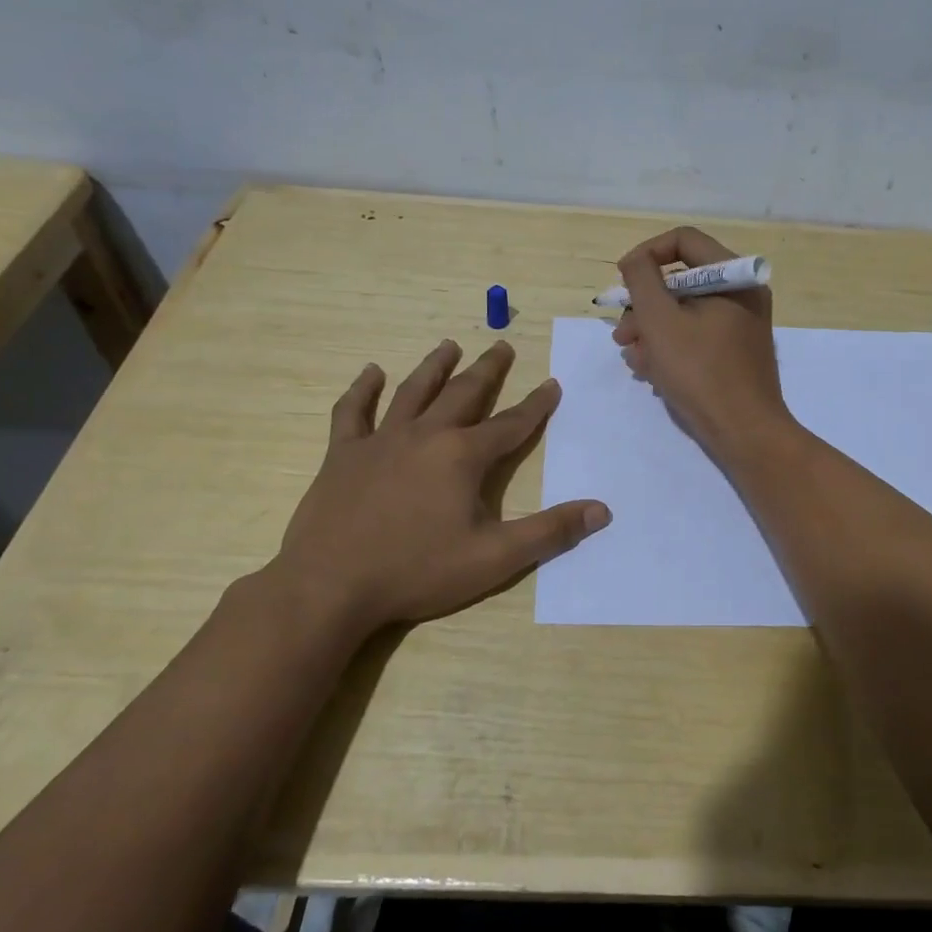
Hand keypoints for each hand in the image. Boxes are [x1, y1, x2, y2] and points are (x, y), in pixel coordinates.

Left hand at [262, 340, 609, 635]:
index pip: (511, 424)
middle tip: (502, 346)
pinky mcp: (342, 454)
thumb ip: (549, 532)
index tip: (552, 383)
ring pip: (412, 392)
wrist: (330, 586)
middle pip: (463, 394)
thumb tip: (601, 510)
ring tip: (449, 345)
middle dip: (487, 370)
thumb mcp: (494, 558)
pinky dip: (362, 389)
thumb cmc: (417, 572)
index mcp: (463, 457)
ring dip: (434, 367)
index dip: (536, 405)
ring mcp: (380, 441)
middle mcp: (425, 435)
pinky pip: (352, 412)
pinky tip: (371, 372)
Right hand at [612, 226, 791, 457]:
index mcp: (734, 277)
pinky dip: (670, 347)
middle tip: (621, 332)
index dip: (646, 255)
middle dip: (644, 304)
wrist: (745, 433)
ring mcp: (740, 326)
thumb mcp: (661, 321)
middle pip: (682, 280)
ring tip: (632, 357)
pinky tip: (649, 371)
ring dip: (651, 330)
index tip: (622, 282)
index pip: (684, 240)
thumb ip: (642, 280)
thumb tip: (635, 261)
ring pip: (685, 312)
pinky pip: (696, 336)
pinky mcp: (734, 353)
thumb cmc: (701, 372)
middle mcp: (742, 294)